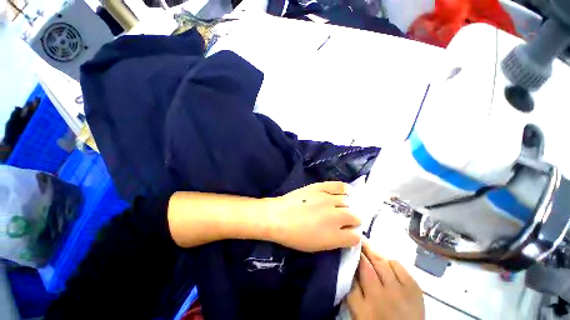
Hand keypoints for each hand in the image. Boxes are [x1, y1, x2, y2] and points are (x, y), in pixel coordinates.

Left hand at [268, 181, 360, 251]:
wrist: (277, 216)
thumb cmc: (294, 236)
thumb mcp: (317, 246)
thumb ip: (336, 240)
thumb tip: (347, 232)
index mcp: (335, 236)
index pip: (356, 236)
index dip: (353, 235)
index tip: (348, 232)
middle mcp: (336, 216)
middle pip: (357, 216)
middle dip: (353, 220)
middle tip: (344, 219)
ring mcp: (328, 199)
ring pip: (350, 201)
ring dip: (349, 205)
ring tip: (343, 206)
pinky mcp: (321, 187)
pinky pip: (341, 186)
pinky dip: (346, 190)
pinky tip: (345, 193)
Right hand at [347, 242, 423, 319]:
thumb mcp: (360, 313)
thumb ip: (353, 292)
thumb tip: (349, 268)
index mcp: (363, 307)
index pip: (351, 277)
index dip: (348, 260)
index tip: (347, 250)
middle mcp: (380, 297)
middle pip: (365, 266)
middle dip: (359, 251)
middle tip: (356, 241)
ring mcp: (399, 292)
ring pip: (381, 262)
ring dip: (373, 253)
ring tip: (368, 246)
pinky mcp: (414, 288)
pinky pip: (398, 265)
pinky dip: (390, 261)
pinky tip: (387, 262)